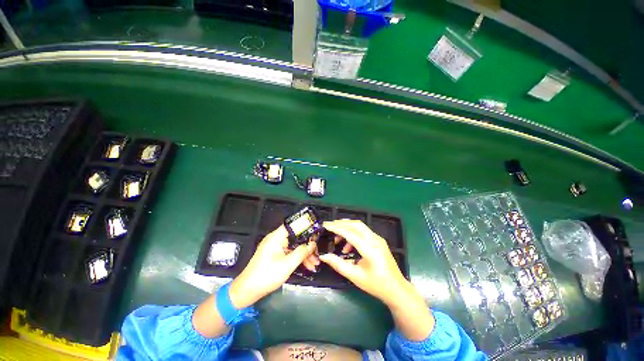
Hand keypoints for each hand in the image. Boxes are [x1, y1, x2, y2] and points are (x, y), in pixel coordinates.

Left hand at [229, 225, 315, 308]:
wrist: (247, 291)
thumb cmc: (266, 276)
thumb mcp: (287, 265)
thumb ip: (301, 252)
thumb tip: (313, 244)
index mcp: (276, 237)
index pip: (293, 225)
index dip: (305, 227)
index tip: (316, 234)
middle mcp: (276, 239)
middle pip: (295, 237)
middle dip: (307, 246)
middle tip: (317, 254)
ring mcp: (275, 247)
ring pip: (293, 246)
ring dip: (304, 254)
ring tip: (314, 264)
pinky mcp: (275, 255)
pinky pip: (289, 253)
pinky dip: (297, 258)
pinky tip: (306, 266)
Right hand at [320, 219, 434, 340]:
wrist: (397, 289)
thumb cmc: (376, 285)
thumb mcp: (355, 276)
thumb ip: (338, 264)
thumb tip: (324, 255)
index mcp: (370, 249)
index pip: (350, 233)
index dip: (336, 228)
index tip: (325, 225)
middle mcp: (375, 240)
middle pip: (356, 224)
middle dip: (341, 224)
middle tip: (329, 227)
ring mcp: (378, 239)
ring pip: (360, 226)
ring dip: (347, 228)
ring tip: (337, 239)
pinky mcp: (379, 241)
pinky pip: (364, 232)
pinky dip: (353, 234)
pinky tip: (348, 247)